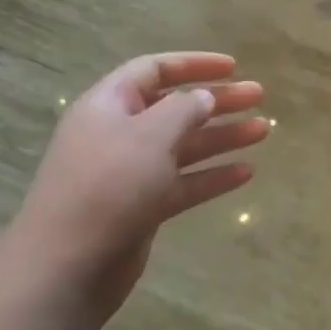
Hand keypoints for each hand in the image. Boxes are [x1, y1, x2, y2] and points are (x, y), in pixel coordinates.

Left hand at [0, 52, 268, 329]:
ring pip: (184, 146)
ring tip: (263, 131)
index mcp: (109, 105)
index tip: (234, 67)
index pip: (153, 70)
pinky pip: (184, 182)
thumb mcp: (150, 134)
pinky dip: (213, 176)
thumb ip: (184, 109)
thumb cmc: (108, 185)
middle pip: (175, 107)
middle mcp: (119, 134)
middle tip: (259, 96)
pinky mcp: (142, 207)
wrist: (67, 265)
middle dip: (218, 100)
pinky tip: (246, 173)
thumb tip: (204, 97)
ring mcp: (130, 173)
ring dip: (223, 136)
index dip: (193, 64)